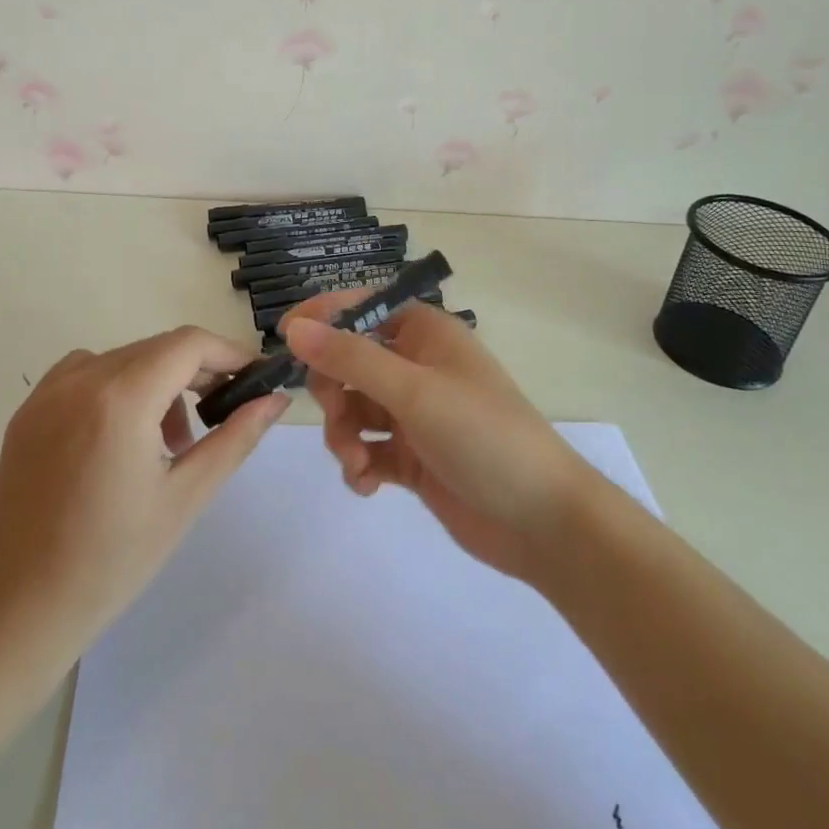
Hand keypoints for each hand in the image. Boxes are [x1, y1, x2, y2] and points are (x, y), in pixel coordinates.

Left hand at [0, 327, 288, 671]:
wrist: (18, 608)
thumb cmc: (112, 560)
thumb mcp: (186, 497)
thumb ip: (236, 437)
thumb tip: (277, 399)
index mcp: (121, 398)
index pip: (189, 344)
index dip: (228, 354)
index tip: (253, 380)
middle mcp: (81, 379)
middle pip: (157, 348)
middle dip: (197, 372)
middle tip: (219, 416)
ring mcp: (48, 392)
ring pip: (124, 358)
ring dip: (158, 381)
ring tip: (168, 441)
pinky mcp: (28, 410)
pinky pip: (86, 373)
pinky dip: (117, 386)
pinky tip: (121, 435)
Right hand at [283, 298, 597, 585]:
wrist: (543, 521)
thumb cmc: (483, 435)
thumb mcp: (414, 391)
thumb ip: (350, 358)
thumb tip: (293, 327)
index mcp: (425, 333)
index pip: (361, 308)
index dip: (322, 319)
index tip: (284, 340)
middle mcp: (417, 366)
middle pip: (349, 361)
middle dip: (333, 389)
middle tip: (336, 413)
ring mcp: (414, 413)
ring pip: (353, 408)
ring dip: (344, 433)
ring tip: (357, 462)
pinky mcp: (412, 456)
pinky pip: (367, 448)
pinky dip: (359, 463)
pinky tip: (367, 484)